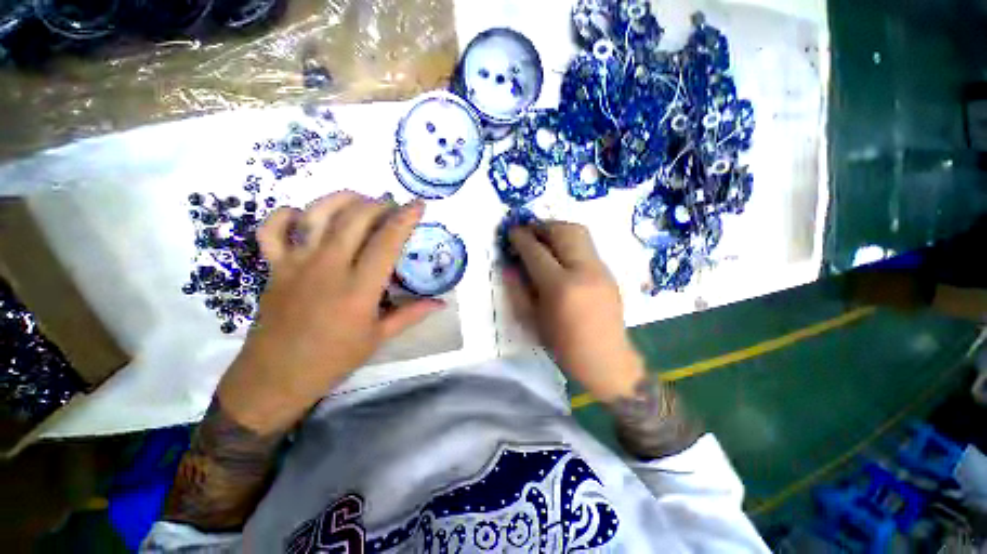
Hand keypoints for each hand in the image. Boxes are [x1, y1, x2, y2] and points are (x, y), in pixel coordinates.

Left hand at [217, 191, 443, 433]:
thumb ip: (411, 314)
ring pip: (316, 214)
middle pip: (355, 219)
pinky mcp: (274, 267)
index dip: (405, 219)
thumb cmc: (333, 359)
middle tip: (392, 207)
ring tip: (360, 200)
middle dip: (378, 205)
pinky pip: (272, 229)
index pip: (386, 242)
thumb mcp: (379, 338)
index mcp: (358, 289)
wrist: (276, 377)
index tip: (419, 205)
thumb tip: (441, 303)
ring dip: (341, 200)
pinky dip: (286, 214)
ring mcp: (296, 264)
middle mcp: (327, 268)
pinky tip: (305, 216)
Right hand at [506, 222, 645, 401]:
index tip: (511, 232)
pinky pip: (586, 244)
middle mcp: (583, 271)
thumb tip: (508, 265)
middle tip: (528, 231)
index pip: (536, 252)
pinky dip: (569, 240)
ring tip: (543, 237)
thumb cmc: (564, 345)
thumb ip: (518, 289)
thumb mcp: (532, 320)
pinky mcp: (608, 271)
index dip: (521, 238)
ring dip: (557, 229)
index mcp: (560, 287)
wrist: (606, 359)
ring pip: (578, 231)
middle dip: (541, 226)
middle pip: (562, 231)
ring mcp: (600, 268)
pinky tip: (560, 253)